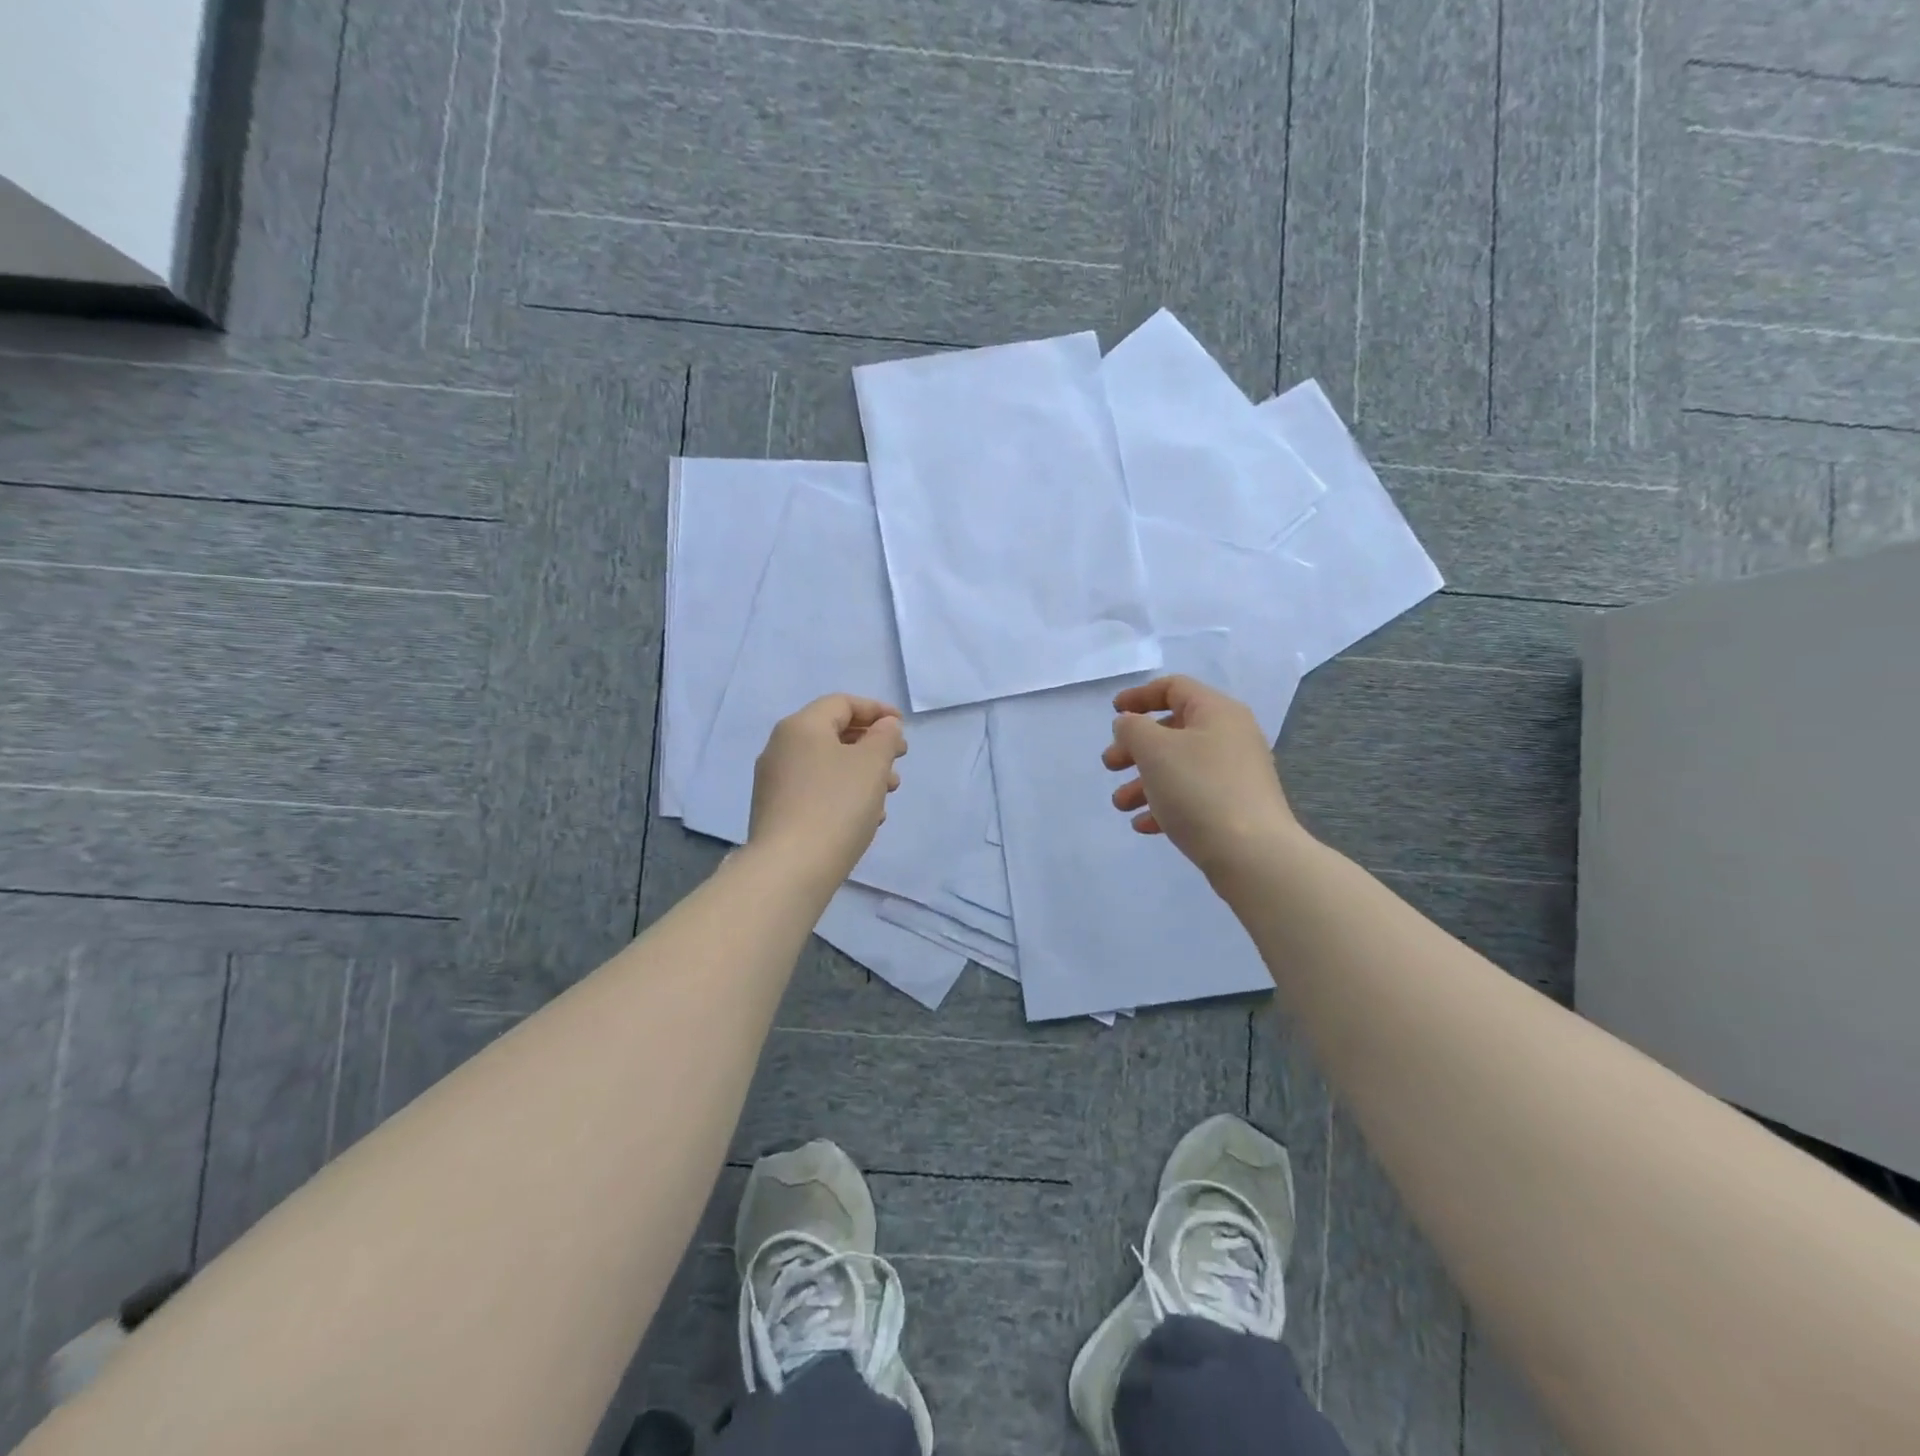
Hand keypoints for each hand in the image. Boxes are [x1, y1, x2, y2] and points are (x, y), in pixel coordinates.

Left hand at [749, 694, 906, 887]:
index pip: (842, 703)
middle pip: (833, 733)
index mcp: (801, 726)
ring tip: (889, 794)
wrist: (790, 868)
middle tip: (899, 760)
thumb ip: (884, 737)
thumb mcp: (872, 764)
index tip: (904, 727)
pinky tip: (865, 817)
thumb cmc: (836, 806)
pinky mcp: (776, 811)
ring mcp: (774, 781)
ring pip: (827, 765)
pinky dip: (843, 793)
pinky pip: (816, 790)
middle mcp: (781, 748)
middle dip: (872, 745)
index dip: (877, 710)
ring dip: (861, 772)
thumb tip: (884, 726)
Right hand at [1103, 675, 1301, 880]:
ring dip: (1143, 781)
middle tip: (1110, 765)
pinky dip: (1165, 804)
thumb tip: (1130, 724)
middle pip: (1173, 730)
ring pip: (1179, 767)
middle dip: (1135, 747)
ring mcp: (1235, 774)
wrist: (1253, 854)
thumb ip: (1133, 728)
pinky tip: (1144, 825)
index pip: (1174, 687)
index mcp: (1216, 712)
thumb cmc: (1199, 789)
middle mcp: (1230, 736)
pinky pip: (1192, 796)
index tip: (1113, 713)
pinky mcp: (1235, 807)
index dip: (1139, 696)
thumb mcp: (1154, 750)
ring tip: (1121, 805)